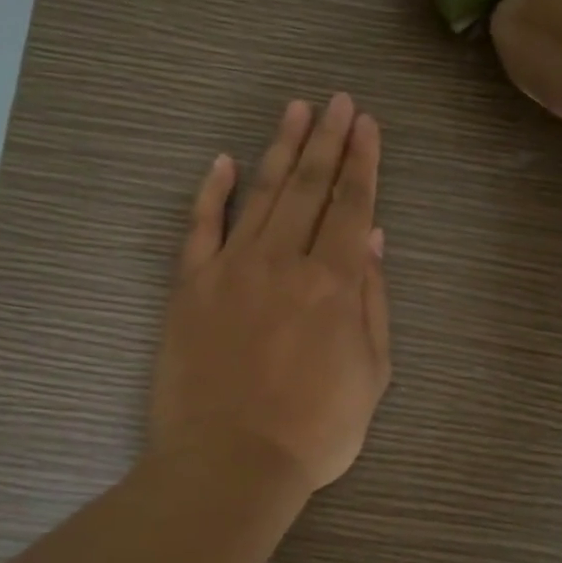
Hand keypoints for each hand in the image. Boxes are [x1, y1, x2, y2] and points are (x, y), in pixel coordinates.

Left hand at [150, 94, 391, 493]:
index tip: (366, 124)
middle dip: (326, 140)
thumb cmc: (315, 430)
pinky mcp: (189, 288)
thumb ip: (372, 300)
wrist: (231, 462)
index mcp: (333, 282)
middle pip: (308, 187)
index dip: (361, 162)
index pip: (350, 205)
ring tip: (295, 111)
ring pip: (259, 195)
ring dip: (279, 149)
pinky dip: (212, 192)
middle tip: (337, 101)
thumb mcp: (371, 373)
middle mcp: (282, 261)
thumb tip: (372, 238)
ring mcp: (230, 270)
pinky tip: (223, 162)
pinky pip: (200, 228)